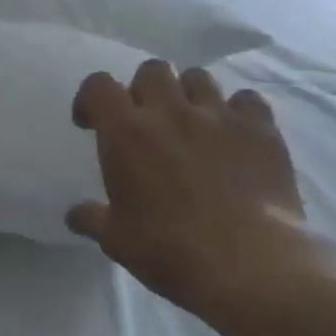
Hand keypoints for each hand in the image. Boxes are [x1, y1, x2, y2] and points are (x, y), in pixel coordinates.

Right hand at [68, 61, 306, 315]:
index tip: (91, 123)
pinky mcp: (260, 129)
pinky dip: (237, 111)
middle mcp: (170, 111)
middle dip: (143, 90)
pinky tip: (235, 135)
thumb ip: (92, 218)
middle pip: (151, 70)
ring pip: (197, 77)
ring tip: (191, 123)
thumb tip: (74, 215)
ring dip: (187, 94)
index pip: (98, 86)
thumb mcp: (116, 240)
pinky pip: (246, 99)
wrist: (249, 265)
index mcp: (126, 132)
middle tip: (146, 121)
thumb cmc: (170, 251)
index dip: (91, 99)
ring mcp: (218, 116)